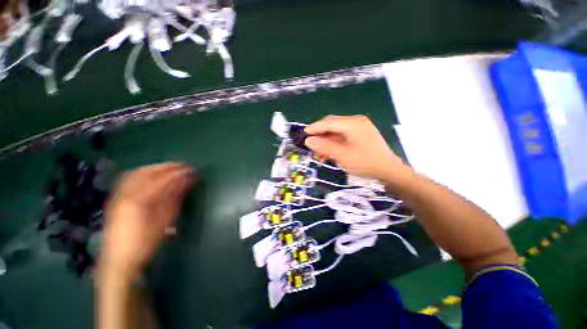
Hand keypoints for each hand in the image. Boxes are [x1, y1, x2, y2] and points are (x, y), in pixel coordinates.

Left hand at [100, 163, 194, 281]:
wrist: (118, 260)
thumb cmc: (145, 243)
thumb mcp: (165, 221)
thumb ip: (175, 197)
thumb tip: (187, 181)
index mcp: (140, 200)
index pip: (163, 179)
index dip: (179, 172)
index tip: (192, 169)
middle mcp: (126, 193)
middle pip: (148, 172)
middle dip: (167, 167)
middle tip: (183, 166)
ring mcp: (117, 195)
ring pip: (137, 172)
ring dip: (155, 168)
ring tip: (170, 168)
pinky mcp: (114, 198)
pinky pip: (128, 178)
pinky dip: (142, 173)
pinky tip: (150, 175)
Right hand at [304, 115, 407, 180]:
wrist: (389, 171)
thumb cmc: (365, 163)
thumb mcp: (342, 155)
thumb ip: (324, 146)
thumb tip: (308, 140)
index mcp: (352, 123)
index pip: (328, 122)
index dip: (314, 128)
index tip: (303, 134)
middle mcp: (356, 121)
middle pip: (332, 125)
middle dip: (320, 135)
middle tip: (310, 146)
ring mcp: (359, 127)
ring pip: (336, 131)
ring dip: (326, 141)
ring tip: (319, 153)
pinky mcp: (361, 135)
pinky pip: (343, 136)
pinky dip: (334, 143)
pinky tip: (329, 153)